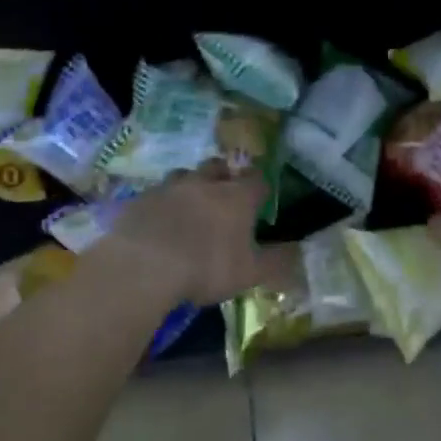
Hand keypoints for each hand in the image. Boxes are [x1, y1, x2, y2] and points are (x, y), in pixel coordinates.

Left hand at [97, 165, 277, 306]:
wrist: (143, 264)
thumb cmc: (206, 267)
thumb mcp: (249, 273)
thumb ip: (277, 262)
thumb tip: (300, 252)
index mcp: (236, 196)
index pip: (256, 179)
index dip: (260, 187)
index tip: (260, 199)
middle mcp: (204, 182)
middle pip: (218, 166)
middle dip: (224, 175)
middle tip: (224, 194)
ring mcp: (170, 187)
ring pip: (185, 174)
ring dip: (191, 185)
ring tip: (190, 205)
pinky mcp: (141, 198)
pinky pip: (156, 193)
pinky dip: (162, 203)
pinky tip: (159, 220)